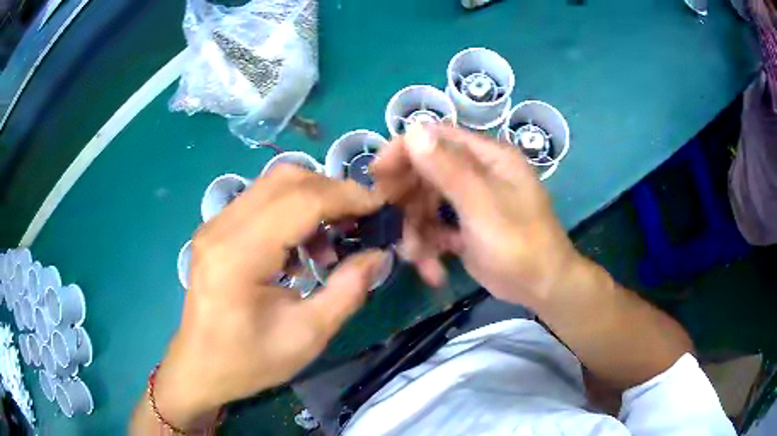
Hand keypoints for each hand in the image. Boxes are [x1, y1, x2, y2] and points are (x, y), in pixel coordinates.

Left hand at [150, 166, 388, 429]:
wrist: (201, 366)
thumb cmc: (250, 361)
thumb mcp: (308, 336)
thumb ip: (348, 291)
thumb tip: (379, 254)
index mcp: (238, 257)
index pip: (300, 201)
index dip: (346, 196)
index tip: (380, 205)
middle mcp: (221, 228)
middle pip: (285, 180)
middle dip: (332, 190)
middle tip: (361, 218)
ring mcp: (214, 225)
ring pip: (273, 184)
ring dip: (313, 198)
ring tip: (333, 238)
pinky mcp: (215, 229)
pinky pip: (260, 200)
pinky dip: (292, 209)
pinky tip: (303, 247)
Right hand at [371, 124, 580, 306]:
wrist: (543, 288)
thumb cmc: (521, 244)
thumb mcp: (483, 206)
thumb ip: (449, 169)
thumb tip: (413, 130)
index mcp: (487, 157)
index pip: (436, 137)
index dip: (403, 151)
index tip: (377, 175)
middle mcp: (477, 172)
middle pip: (426, 172)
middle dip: (406, 201)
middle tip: (390, 224)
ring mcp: (470, 200)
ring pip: (426, 204)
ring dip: (416, 232)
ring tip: (417, 258)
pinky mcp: (465, 227)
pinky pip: (435, 228)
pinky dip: (429, 247)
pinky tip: (433, 270)